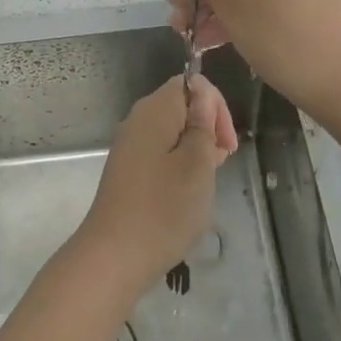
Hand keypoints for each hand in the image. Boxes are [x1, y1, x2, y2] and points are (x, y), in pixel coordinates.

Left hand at [74, 75, 236, 290]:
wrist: (114, 256)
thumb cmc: (164, 208)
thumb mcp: (197, 164)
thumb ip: (202, 124)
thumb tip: (203, 94)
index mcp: (154, 110)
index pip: (190, 84)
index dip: (215, 106)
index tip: (226, 144)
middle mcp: (138, 120)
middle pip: (180, 106)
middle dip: (207, 127)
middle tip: (221, 163)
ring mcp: (129, 146)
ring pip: (172, 132)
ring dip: (195, 149)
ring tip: (207, 181)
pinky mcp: (128, 171)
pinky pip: (160, 153)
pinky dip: (179, 164)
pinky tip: (186, 191)